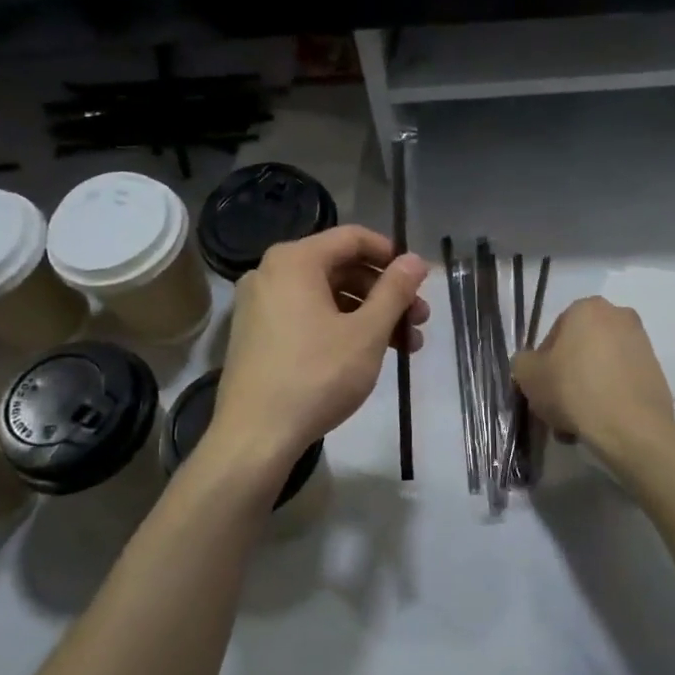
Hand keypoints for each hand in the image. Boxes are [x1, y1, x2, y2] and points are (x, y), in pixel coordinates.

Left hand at [211, 226, 429, 468]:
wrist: (255, 436)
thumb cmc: (317, 376)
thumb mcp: (366, 332)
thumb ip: (395, 290)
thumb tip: (416, 259)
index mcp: (295, 261)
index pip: (353, 238)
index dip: (391, 255)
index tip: (418, 281)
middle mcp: (271, 272)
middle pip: (341, 268)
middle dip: (385, 293)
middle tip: (419, 320)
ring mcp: (260, 305)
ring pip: (327, 296)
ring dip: (369, 315)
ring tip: (405, 346)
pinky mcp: (257, 335)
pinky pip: (307, 316)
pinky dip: (340, 327)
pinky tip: (368, 355)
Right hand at [512, 296, 674, 455]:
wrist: (630, 427)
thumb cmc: (573, 390)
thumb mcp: (528, 375)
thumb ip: (523, 362)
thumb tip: (531, 364)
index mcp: (587, 308)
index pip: (554, 334)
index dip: (543, 364)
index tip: (542, 388)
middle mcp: (619, 316)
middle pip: (580, 350)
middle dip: (567, 377)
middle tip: (557, 407)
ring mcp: (642, 344)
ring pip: (600, 368)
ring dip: (586, 390)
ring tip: (576, 424)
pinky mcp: (657, 372)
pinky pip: (621, 382)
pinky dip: (609, 398)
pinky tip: (598, 424)